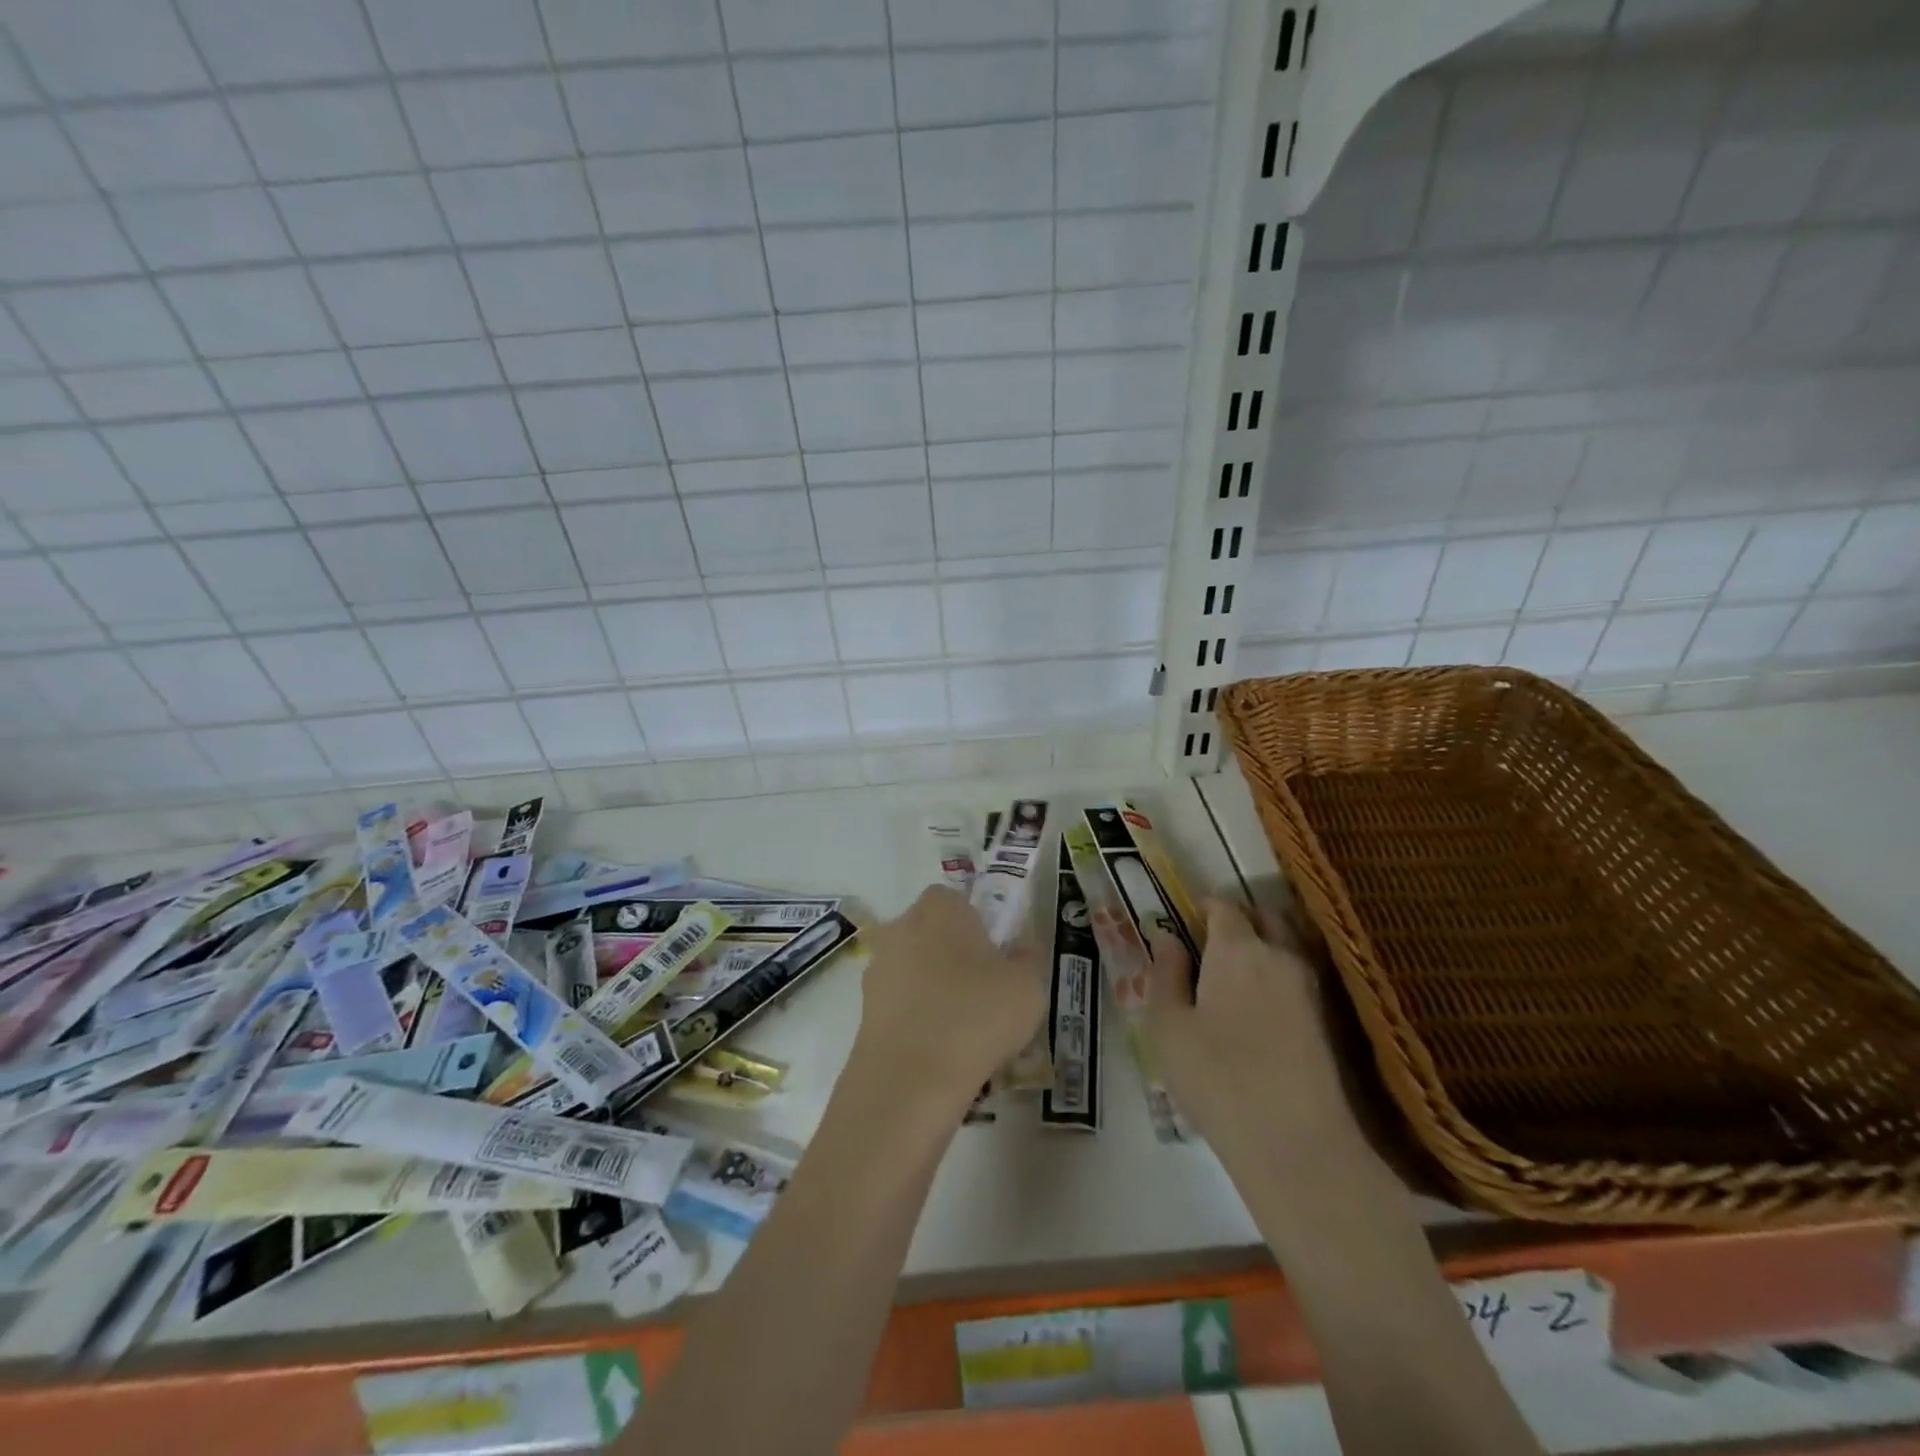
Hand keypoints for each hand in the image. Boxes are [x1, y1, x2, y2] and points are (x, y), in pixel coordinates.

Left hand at [851, 886, 1047, 1104]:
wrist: (909, 1080)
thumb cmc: (975, 1016)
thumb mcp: (1027, 987)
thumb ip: (1029, 959)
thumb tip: (1023, 949)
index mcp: (939, 908)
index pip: (956, 899)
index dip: (978, 924)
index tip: (997, 957)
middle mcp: (901, 927)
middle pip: (933, 933)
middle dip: (954, 956)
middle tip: (985, 994)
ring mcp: (877, 968)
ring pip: (915, 970)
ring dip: (934, 990)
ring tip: (964, 1032)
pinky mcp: (864, 1008)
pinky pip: (901, 1004)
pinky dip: (917, 1020)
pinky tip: (940, 1052)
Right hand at [1144, 898, 1361, 1159]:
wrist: (1298, 1145)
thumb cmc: (1217, 1078)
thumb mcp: (1168, 1026)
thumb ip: (1166, 973)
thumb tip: (1168, 937)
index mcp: (1238, 949)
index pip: (1225, 906)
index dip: (1204, 908)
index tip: (1187, 923)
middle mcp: (1281, 955)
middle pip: (1265, 916)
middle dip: (1241, 920)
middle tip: (1212, 945)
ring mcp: (1312, 986)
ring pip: (1289, 945)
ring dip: (1266, 945)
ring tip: (1237, 976)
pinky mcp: (1331, 1019)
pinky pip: (1301, 976)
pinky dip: (1282, 975)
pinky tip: (1263, 1006)